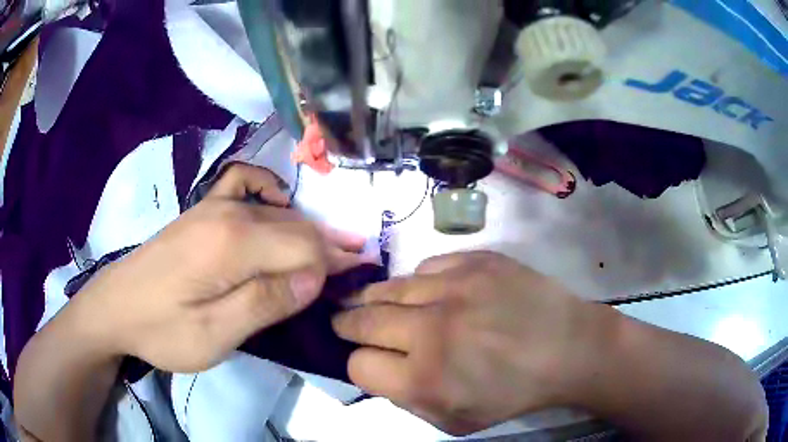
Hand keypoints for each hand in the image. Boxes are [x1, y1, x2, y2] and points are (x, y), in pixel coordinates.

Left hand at [70, 163, 370, 372]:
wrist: (116, 306)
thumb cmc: (162, 330)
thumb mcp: (214, 335)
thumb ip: (265, 303)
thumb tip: (314, 278)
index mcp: (233, 245)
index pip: (304, 245)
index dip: (336, 261)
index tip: (360, 275)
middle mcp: (228, 214)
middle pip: (295, 226)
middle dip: (330, 246)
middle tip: (357, 267)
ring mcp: (212, 207)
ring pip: (277, 211)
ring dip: (308, 229)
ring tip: (330, 249)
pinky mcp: (201, 212)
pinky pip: (243, 183)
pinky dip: (268, 190)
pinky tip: (276, 205)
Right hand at [332, 251, 607, 434]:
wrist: (569, 347)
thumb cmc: (514, 393)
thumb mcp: (456, 420)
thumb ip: (408, 400)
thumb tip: (377, 369)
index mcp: (425, 378)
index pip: (357, 364)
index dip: (359, 365)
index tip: (368, 361)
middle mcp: (430, 329)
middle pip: (360, 319)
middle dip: (347, 324)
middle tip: (346, 322)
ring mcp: (454, 287)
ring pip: (387, 287)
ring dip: (375, 299)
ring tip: (374, 302)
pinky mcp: (476, 261)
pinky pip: (427, 266)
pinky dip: (421, 282)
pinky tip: (431, 291)